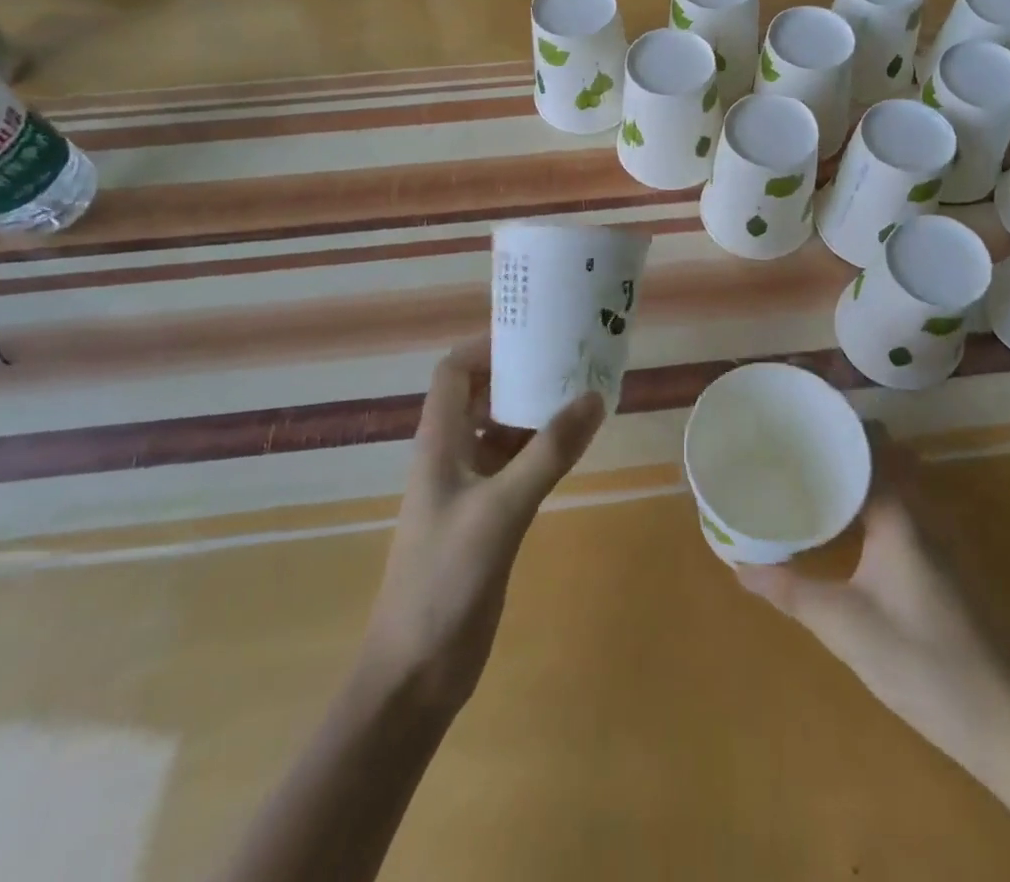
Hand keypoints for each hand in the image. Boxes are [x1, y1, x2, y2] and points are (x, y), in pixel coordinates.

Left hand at [359, 341, 604, 714]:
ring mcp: (469, 488)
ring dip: (536, 413)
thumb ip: (548, 454)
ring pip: (503, 432)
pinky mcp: (487, 518)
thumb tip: (593, 397)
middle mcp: (451, 456)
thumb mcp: (500, 509)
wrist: (415, 673)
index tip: (533, 335)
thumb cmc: (444, 580)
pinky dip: (542, 451)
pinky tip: (574, 448)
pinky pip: (516, 466)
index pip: (454, 373)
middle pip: (482, 396)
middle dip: (521, 375)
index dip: (487, 347)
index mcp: (439, 443)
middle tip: (571, 360)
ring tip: (583, 394)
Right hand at [737, 428, 1009, 773]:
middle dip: (846, 445)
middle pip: (884, 455)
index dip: (836, 426)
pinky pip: (903, 507)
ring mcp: (938, 536)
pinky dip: (875, 499)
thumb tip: (739, 566)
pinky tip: (849, 526)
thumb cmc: (919, 660)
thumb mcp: (843, 626)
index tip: (800, 419)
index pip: (868, 445)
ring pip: (897, 481)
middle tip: (799, 446)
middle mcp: (922, 510)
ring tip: (816, 475)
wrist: (1001, 718)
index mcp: (898, 512)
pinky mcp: (943, 562)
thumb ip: (790, 590)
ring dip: (862, 472)